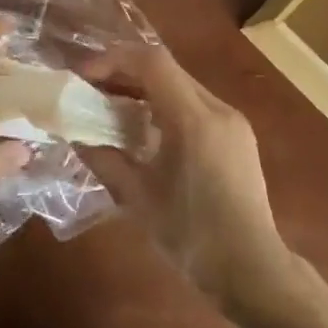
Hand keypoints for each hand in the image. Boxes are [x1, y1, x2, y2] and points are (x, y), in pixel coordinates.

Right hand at [78, 45, 291, 307]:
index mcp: (194, 120)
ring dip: (145, 88)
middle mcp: (218, 109)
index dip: (113, 59)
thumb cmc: (192, 236)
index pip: (152, 62)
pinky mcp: (239, 136)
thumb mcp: (138, 198)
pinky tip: (147, 131)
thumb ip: (104, 159)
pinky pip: (196, 104)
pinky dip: (166, 105)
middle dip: (125, 72)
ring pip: (182, 85)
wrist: (252, 269)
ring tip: (113, 108)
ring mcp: (233, 122)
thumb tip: (75, 136)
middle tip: (92, 90)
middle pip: (167, 69)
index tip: (84, 75)